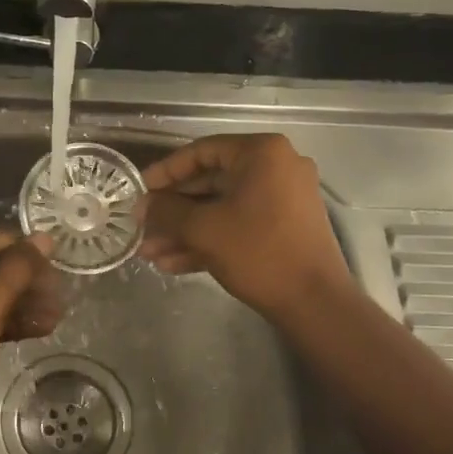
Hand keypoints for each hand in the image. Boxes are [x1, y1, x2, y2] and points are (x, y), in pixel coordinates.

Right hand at [139, 133, 351, 319]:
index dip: (164, 172)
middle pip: (210, 182)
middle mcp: (275, 168)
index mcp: (261, 154)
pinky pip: (238, 225)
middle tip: (141, 226)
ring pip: (221, 208)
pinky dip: (208, 240)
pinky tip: (172, 264)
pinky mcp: (283, 228)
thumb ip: (167, 211)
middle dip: (172, 210)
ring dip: (185, 230)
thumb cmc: (258, 252)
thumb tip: (143, 205)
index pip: (201, 152)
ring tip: (149, 253)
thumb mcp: (204, 229)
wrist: (314, 302)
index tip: (138, 191)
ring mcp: (282, 199)